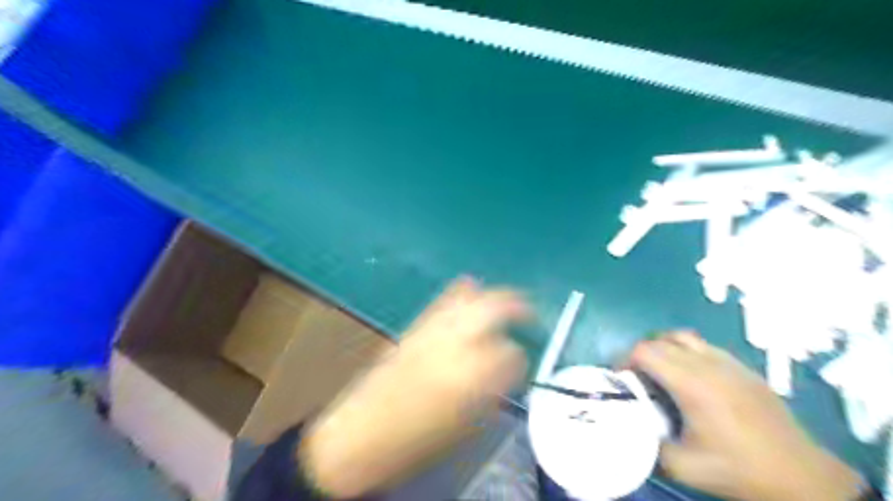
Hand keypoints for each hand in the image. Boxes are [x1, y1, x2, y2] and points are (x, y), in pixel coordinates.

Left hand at [299, 279, 524, 496]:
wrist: (361, 434)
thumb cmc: (418, 441)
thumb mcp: (467, 424)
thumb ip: (492, 389)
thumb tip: (507, 367)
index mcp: (472, 376)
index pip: (511, 352)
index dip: (519, 357)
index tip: (520, 361)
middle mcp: (455, 343)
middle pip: (494, 306)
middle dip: (517, 305)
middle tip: (528, 312)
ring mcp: (432, 330)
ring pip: (469, 297)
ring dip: (491, 296)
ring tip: (504, 301)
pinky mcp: (414, 327)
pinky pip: (443, 301)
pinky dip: (461, 293)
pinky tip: (470, 293)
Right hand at [628, 333, 864, 500]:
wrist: (802, 477)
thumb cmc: (739, 469)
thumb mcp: (684, 467)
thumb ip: (648, 444)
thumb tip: (627, 428)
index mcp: (691, 383)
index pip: (644, 351)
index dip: (624, 360)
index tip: (620, 378)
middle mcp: (707, 364)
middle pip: (660, 340)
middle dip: (640, 353)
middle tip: (636, 376)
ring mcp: (728, 362)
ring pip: (683, 336)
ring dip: (663, 347)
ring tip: (660, 371)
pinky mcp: (743, 367)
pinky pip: (704, 346)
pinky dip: (687, 352)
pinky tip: (692, 377)